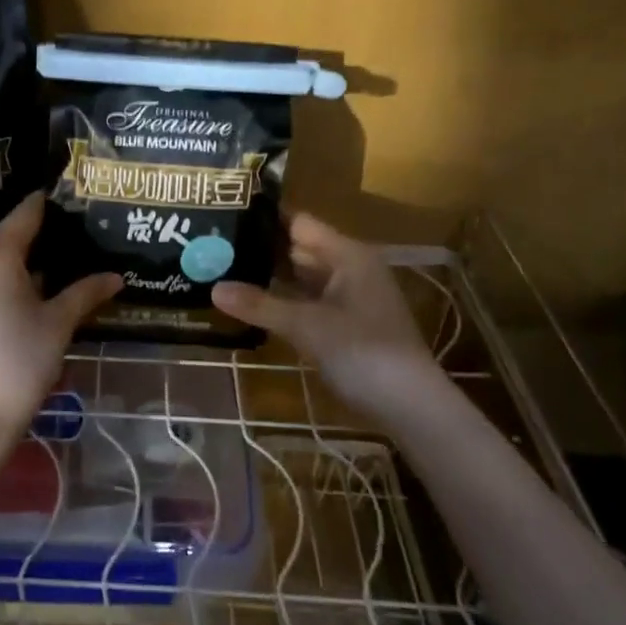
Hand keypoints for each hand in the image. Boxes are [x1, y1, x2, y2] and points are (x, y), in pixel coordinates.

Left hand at [0, 192, 121, 443]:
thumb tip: (117, 277)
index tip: (69, 197)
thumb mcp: (58, 324)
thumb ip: (86, 292)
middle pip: (6, 234)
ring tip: (51, 269)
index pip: (26, 213)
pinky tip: (24, 294)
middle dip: (35, 237)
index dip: (48, 204)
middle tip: (69, 241)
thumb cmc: (19, 362)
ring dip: (16, 261)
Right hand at [212, 213, 446, 420]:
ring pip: (302, 277)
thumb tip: (214, 288)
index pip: (298, 222)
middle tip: (213, 246)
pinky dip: (284, 300)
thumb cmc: (363, 353)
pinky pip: (308, 300)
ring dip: (270, 276)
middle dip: (260, 248)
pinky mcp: (346, 323)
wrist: (412, 408)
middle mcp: (350, 267)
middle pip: (299, 247)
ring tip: (223, 270)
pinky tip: (253, 304)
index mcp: (347, 254)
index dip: (263, 218)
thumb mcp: (307, 327)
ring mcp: (350, 296)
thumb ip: (260, 305)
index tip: (224, 215)